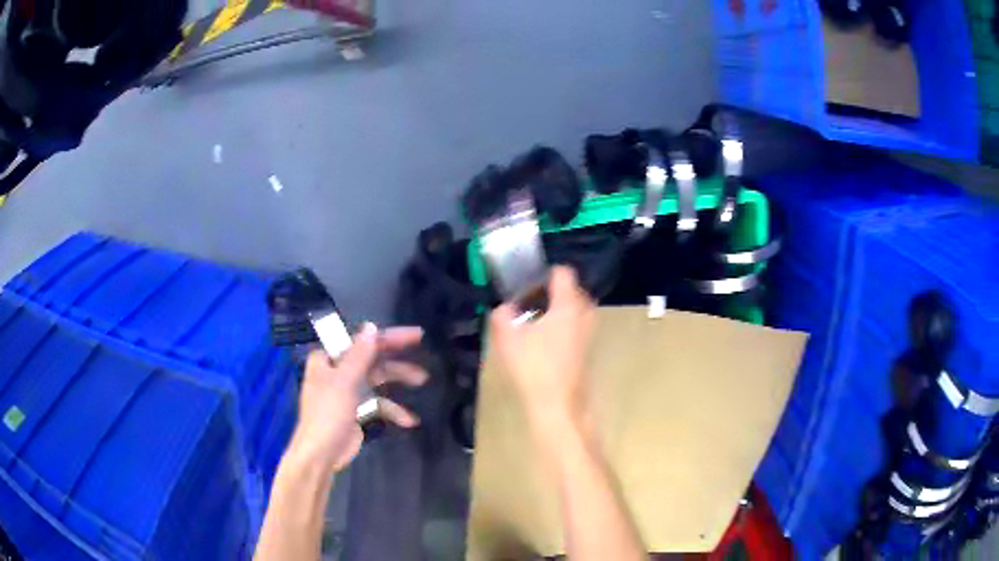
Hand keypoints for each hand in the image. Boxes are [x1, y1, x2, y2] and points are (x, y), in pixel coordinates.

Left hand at [287, 324, 427, 472]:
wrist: (321, 454)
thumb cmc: (328, 414)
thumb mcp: (345, 381)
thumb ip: (360, 355)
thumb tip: (372, 327)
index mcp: (329, 358)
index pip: (362, 341)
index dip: (388, 337)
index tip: (415, 335)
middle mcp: (337, 370)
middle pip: (371, 358)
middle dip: (396, 356)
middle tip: (421, 347)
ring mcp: (347, 391)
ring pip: (377, 379)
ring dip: (397, 379)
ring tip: (422, 380)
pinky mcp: (356, 410)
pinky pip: (377, 402)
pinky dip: (392, 409)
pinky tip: (409, 419)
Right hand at [490, 266, 595, 428]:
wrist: (558, 404)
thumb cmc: (534, 368)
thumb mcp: (507, 338)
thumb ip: (502, 314)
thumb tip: (505, 308)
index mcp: (568, 304)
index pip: (562, 272)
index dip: (542, 274)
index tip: (525, 286)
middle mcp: (585, 312)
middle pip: (570, 289)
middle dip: (549, 293)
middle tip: (526, 305)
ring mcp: (590, 330)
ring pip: (574, 309)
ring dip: (556, 311)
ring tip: (533, 324)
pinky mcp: (589, 347)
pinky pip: (576, 325)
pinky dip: (562, 326)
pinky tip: (543, 343)